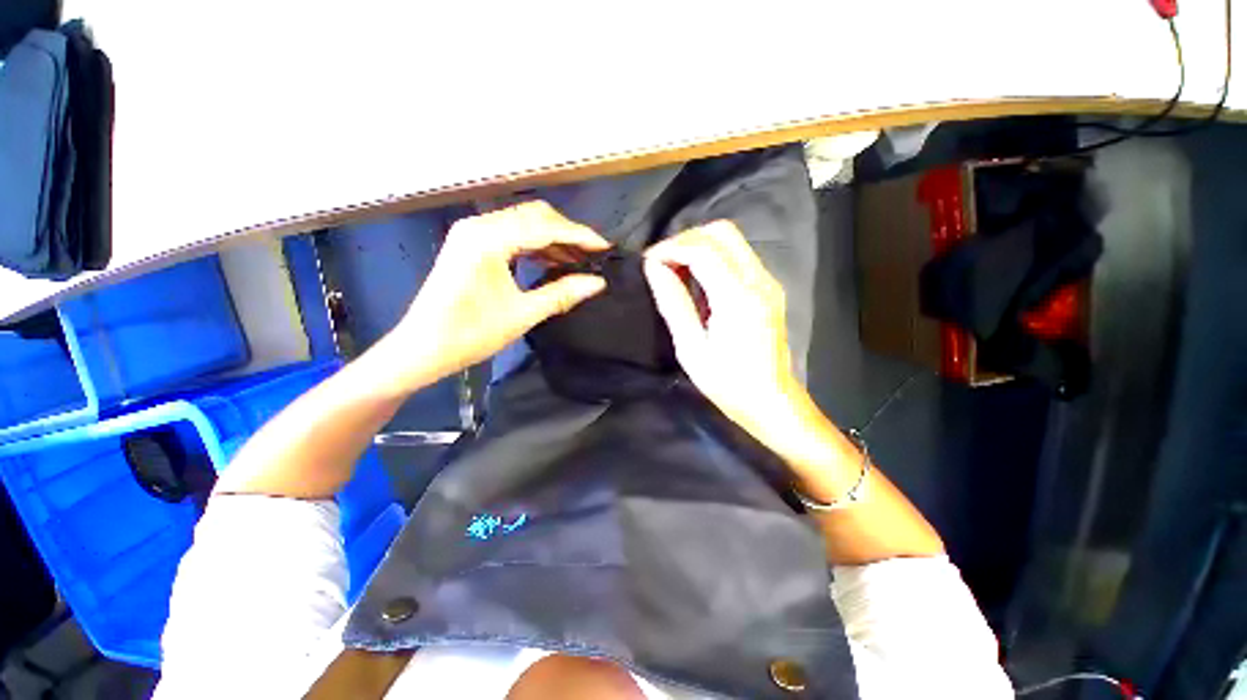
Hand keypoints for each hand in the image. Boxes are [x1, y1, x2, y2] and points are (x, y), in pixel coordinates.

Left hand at [380, 201, 608, 390]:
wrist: (421, 348)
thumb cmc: (470, 334)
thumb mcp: (523, 314)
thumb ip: (563, 294)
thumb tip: (598, 283)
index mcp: (488, 239)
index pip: (544, 226)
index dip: (579, 235)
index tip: (605, 247)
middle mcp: (479, 225)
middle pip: (534, 216)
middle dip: (567, 232)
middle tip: (592, 254)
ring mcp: (472, 233)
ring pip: (523, 223)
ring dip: (553, 238)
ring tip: (578, 259)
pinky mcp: (471, 244)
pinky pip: (511, 234)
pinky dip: (535, 244)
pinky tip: (552, 260)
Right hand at [643, 221, 807, 445]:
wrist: (771, 401)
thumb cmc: (728, 383)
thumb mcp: (691, 348)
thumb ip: (673, 302)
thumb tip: (654, 268)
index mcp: (738, 297)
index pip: (702, 249)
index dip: (670, 248)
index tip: (647, 262)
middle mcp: (758, 280)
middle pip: (721, 232)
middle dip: (686, 239)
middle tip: (661, 262)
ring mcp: (767, 282)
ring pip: (731, 240)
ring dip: (699, 246)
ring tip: (674, 268)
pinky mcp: (768, 288)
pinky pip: (738, 256)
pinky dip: (712, 256)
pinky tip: (696, 278)